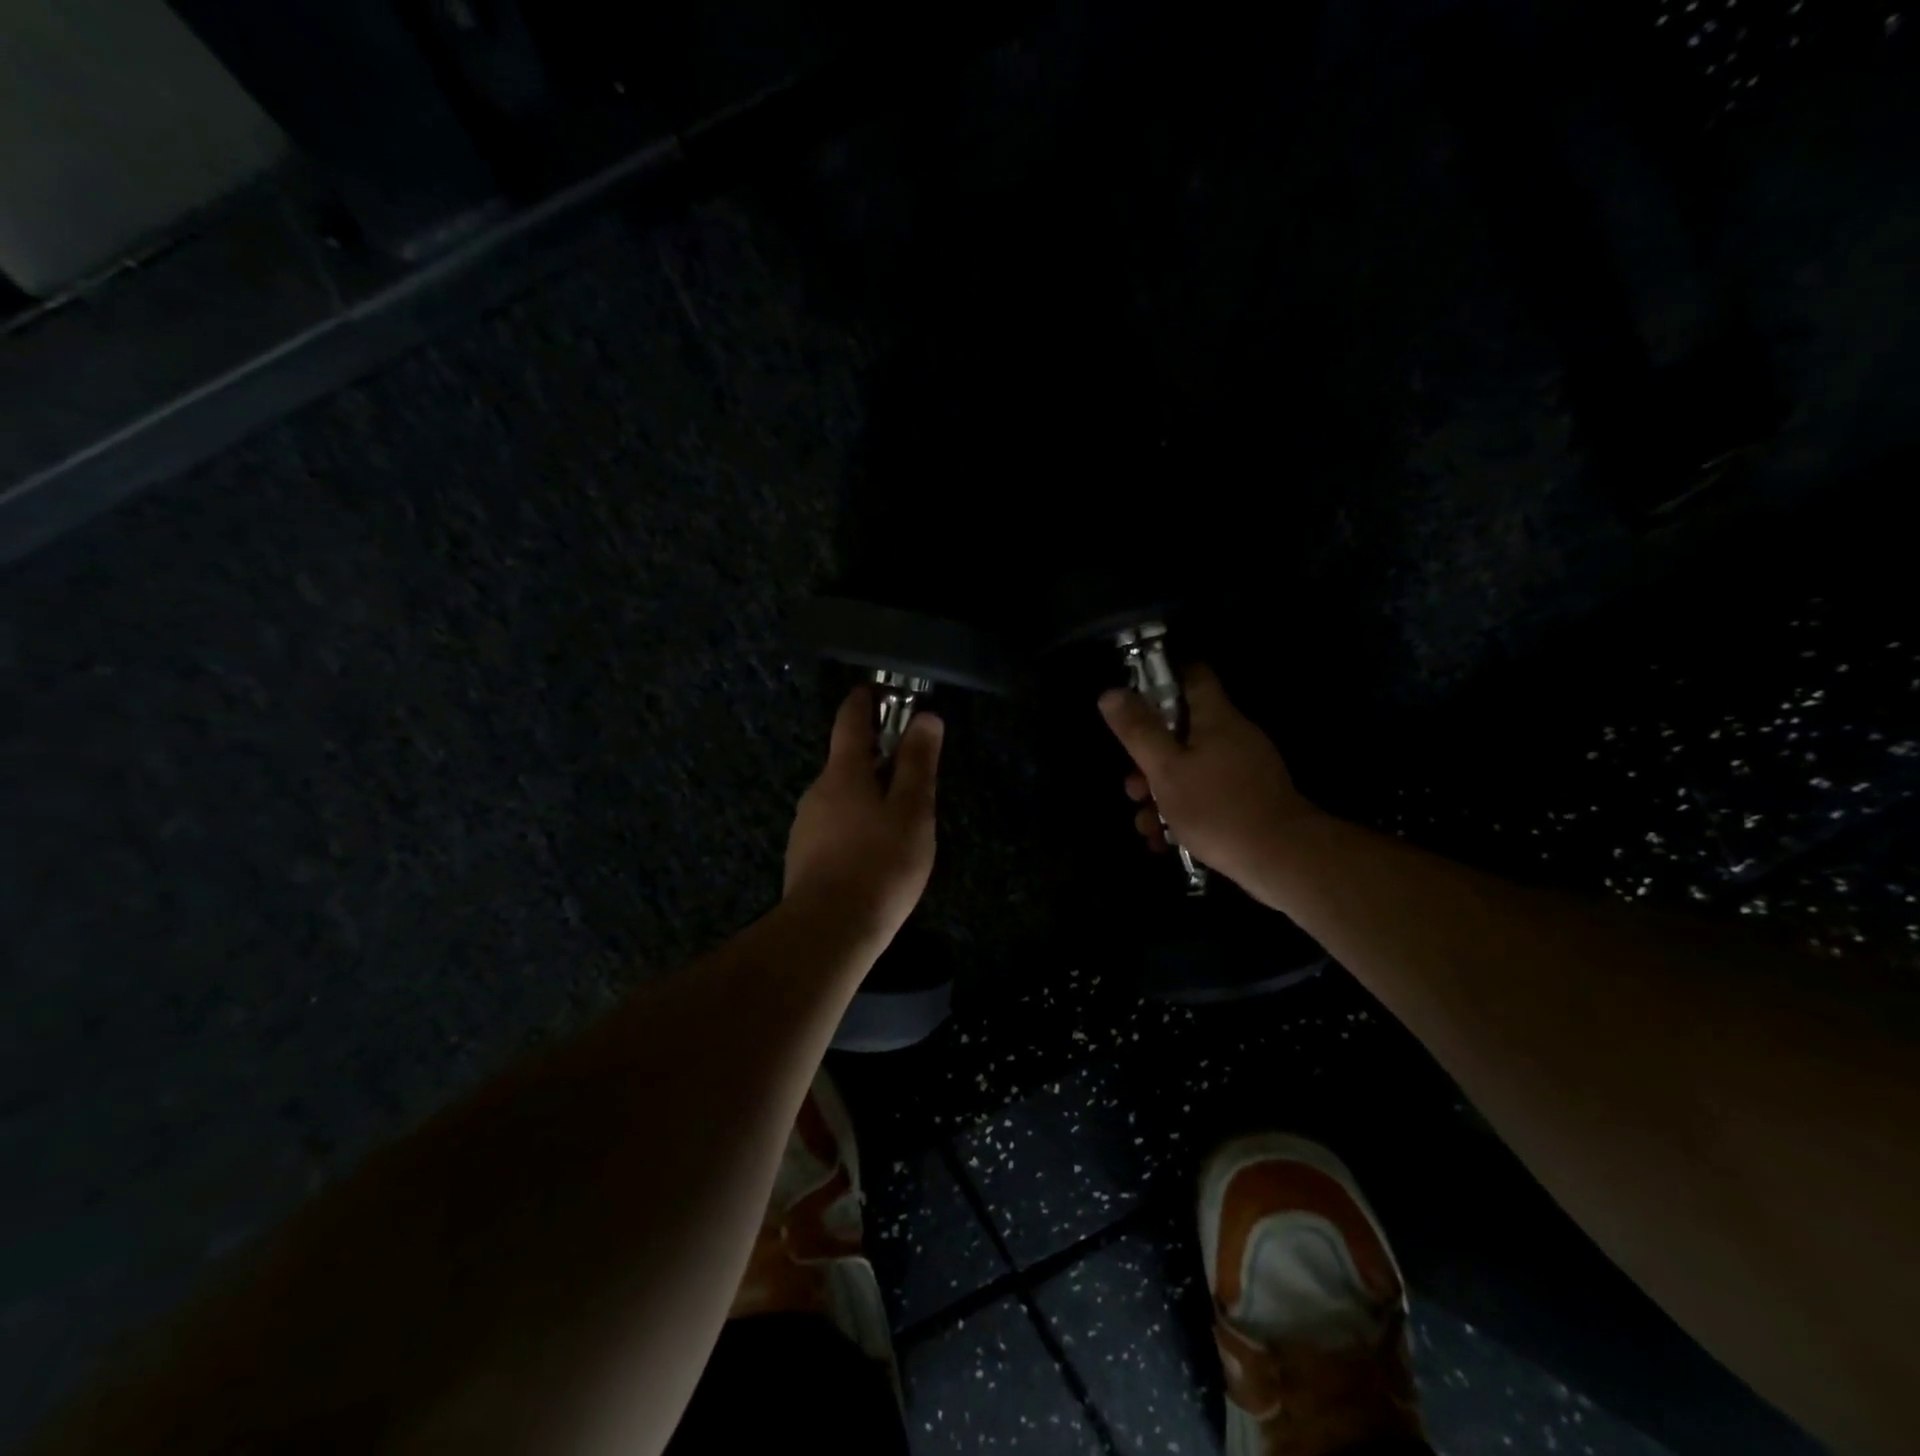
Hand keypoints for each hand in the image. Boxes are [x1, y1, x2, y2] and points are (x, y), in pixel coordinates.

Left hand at [784, 686, 942, 950]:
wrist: (828, 931)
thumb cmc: (879, 864)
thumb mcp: (912, 811)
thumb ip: (917, 763)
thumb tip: (925, 717)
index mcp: (843, 772)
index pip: (850, 721)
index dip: (864, 701)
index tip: (876, 689)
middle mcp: (817, 790)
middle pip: (846, 761)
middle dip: (875, 757)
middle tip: (909, 770)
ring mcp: (805, 825)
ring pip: (840, 797)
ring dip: (866, 795)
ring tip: (898, 820)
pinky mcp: (803, 856)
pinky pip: (833, 826)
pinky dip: (854, 825)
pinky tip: (873, 853)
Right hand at [1098, 664, 1323, 905]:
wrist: (1282, 860)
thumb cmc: (1217, 808)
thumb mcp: (1166, 770)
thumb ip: (1138, 731)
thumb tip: (1110, 692)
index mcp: (1216, 718)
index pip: (1192, 675)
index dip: (1161, 676)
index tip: (1133, 694)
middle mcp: (1233, 736)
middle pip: (1181, 731)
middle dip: (1149, 759)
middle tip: (1132, 787)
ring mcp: (1243, 770)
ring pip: (1189, 769)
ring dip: (1160, 794)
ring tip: (1145, 825)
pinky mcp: (1248, 800)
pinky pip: (1206, 794)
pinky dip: (1183, 811)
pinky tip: (1164, 840)